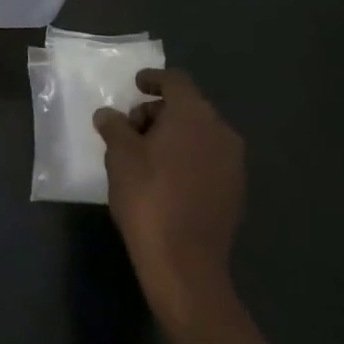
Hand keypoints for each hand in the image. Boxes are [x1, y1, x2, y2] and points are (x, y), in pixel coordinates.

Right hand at [94, 68, 244, 335]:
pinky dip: (185, 157)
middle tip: (129, 128)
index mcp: (194, 116)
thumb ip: (114, 126)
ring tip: (142, 155)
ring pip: (198, 134)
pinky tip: (163, 178)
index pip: (176, 81)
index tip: (135, 86)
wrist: (185, 264)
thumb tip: (109, 115)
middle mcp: (221, 133)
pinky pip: (207, 159)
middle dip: (157, 112)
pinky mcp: (234, 192)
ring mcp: (232, 165)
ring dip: (171, 136)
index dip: (153, 79)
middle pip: (188, 107)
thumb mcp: (119, 154)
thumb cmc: (148, 197)